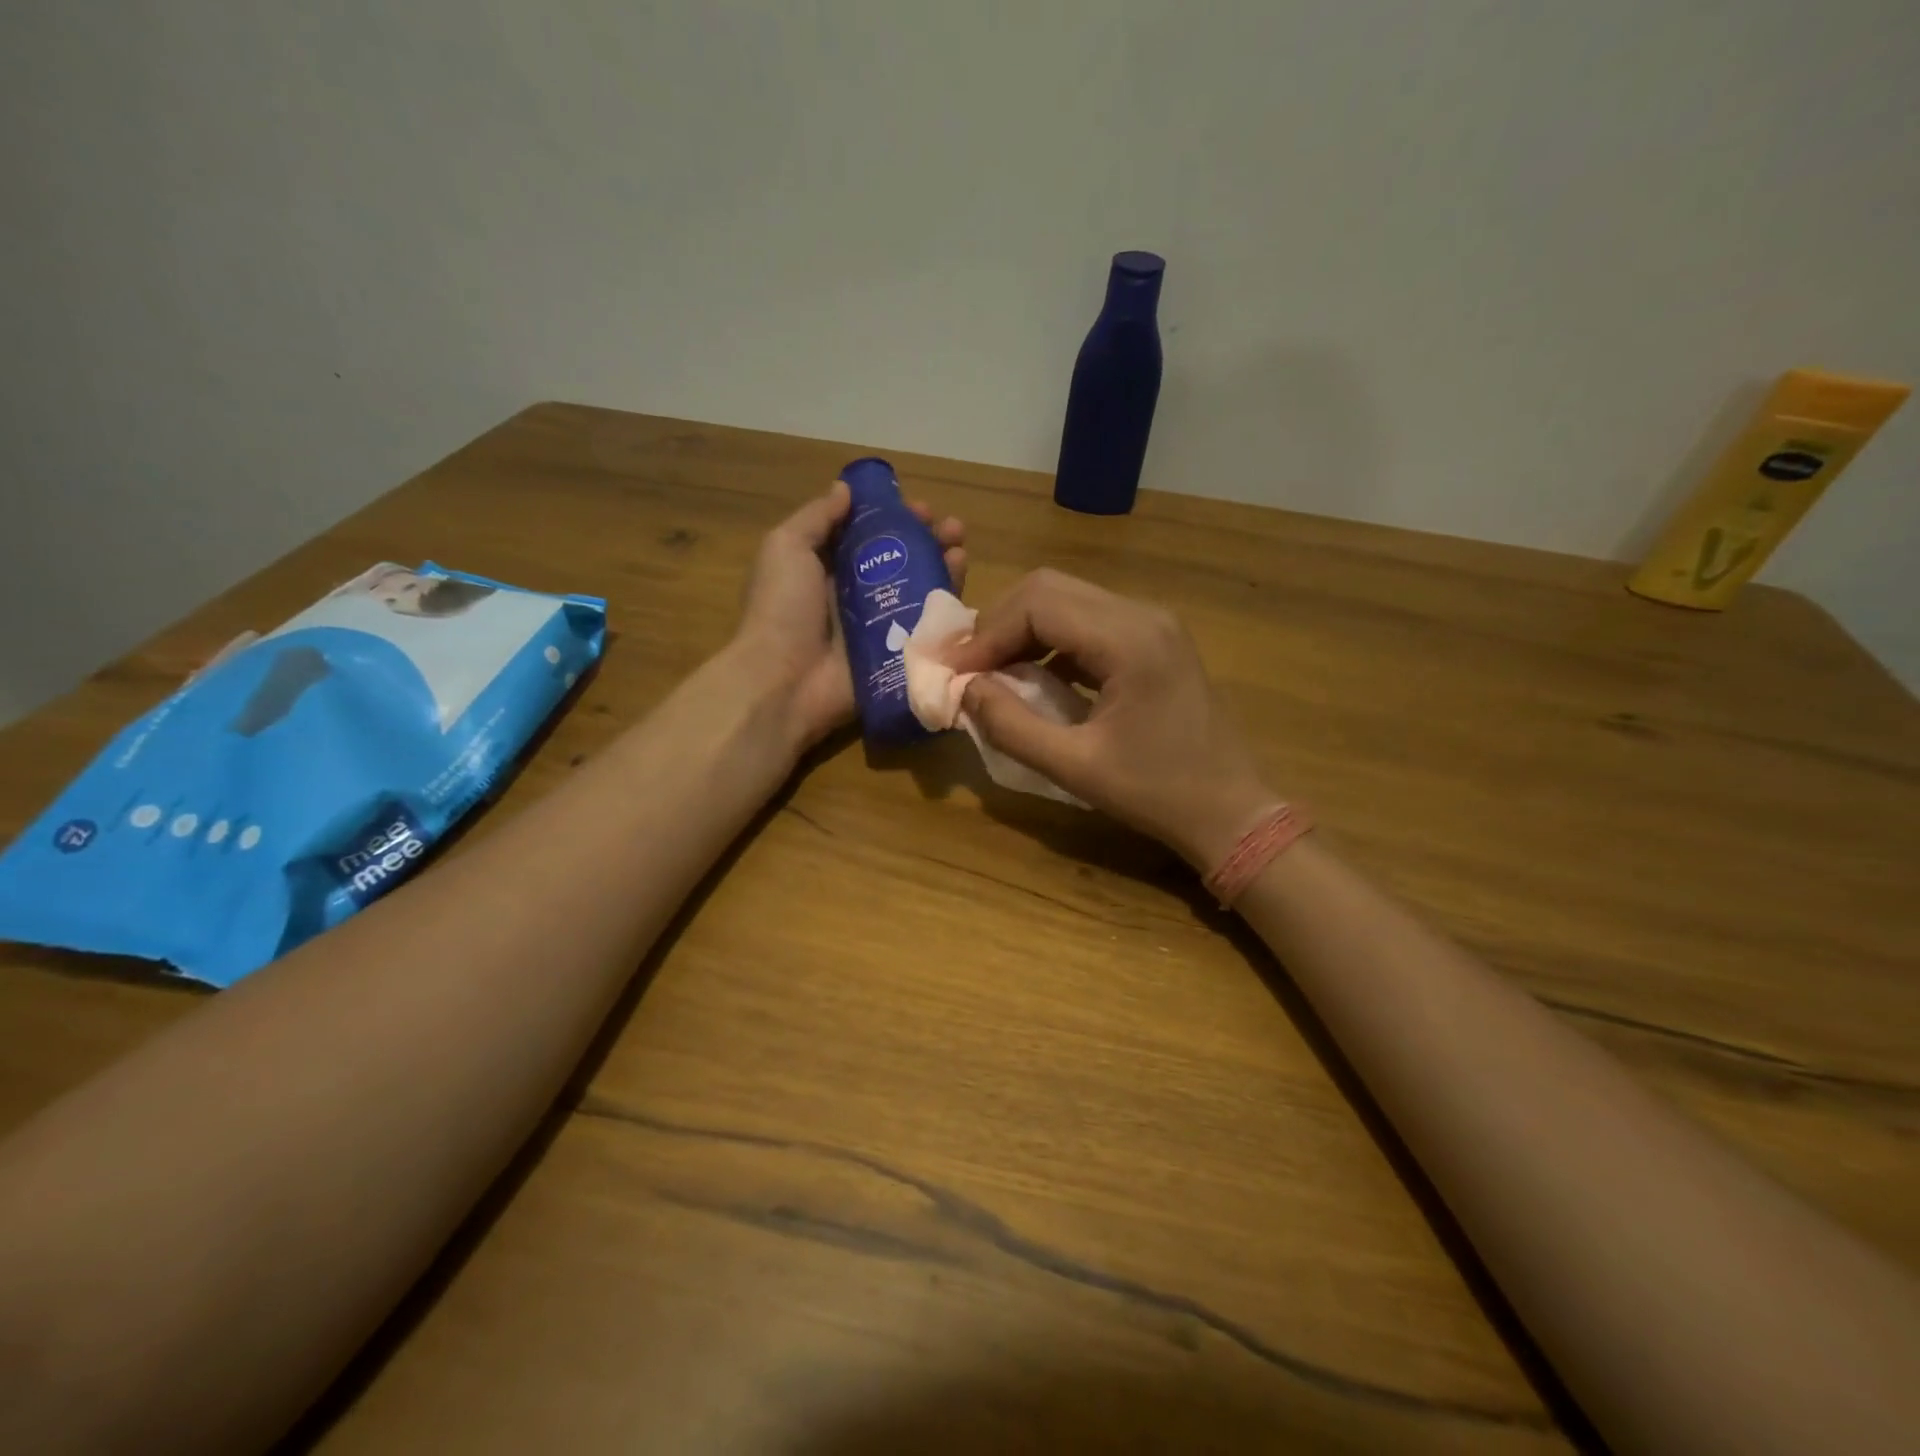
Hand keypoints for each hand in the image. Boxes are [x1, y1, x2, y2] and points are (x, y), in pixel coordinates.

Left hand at [735, 480, 965, 749]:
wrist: (785, 681)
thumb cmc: (782, 609)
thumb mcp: (786, 549)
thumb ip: (816, 518)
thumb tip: (845, 489)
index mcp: (828, 570)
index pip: (868, 537)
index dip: (895, 519)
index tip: (919, 507)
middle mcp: (856, 597)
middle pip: (900, 562)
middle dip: (927, 540)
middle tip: (950, 527)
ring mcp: (879, 628)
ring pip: (919, 592)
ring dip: (942, 567)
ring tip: (960, 548)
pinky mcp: (896, 656)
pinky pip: (926, 629)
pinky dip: (945, 607)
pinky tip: (959, 585)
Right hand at [948, 569, 1275, 868]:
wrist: (1231, 811)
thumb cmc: (1156, 794)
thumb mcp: (1075, 768)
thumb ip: (1011, 726)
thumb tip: (965, 690)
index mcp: (1128, 640)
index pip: (1037, 605)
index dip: (986, 635)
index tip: (953, 673)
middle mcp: (1143, 614)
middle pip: (1050, 589)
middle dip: (999, 624)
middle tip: (967, 667)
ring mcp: (1153, 623)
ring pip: (1067, 599)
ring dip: (1022, 629)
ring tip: (991, 672)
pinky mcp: (1154, 638)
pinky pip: (1088, 621)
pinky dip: (1050, 640)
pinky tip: (1032, 676)